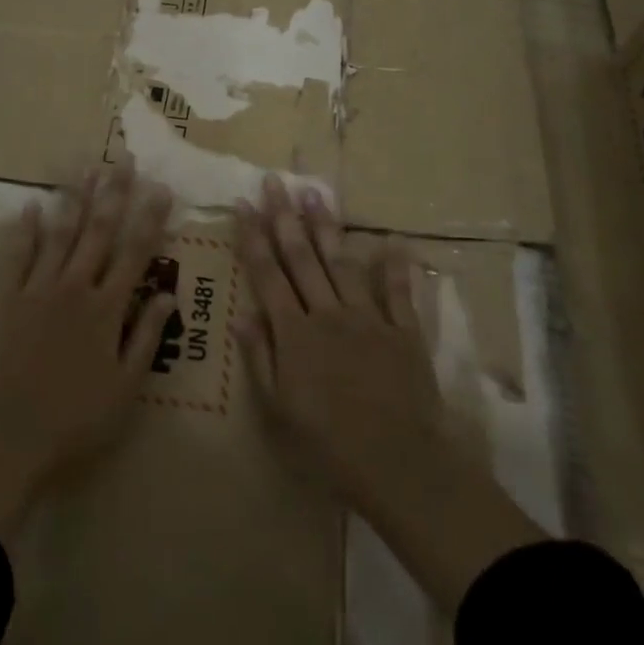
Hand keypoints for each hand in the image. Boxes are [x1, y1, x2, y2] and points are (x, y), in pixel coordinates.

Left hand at [0, 165, 176, 543]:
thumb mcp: (126, 387)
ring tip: (86, 168)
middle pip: (98, 232)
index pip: (135, 253)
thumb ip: (146, 336)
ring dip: (75, 199)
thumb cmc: (76, 419)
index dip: (150, 219)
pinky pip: (19, 256)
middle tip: (124, 161)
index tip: (161, 188)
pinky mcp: (10, 300)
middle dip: (114, 194)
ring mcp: (39, 289)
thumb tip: (168, 294)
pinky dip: (25, 229)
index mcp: (107, 308)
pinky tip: (30, 205)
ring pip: (61, 234)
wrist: (8, 437)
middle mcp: (75, 287)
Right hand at [234, 175, 543, 608]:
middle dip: (285, 217)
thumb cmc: (328, 444)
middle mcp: (327, 313)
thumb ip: (260, 357)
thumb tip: (240, 314)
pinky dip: (395, 265)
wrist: (398, 464)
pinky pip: (398, 291)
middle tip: (275, 181)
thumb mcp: (279, 409)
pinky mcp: (403, 330)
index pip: (267, 274)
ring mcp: (368, 317)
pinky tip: (393, 240)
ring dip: (327, 227)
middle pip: (301, 257)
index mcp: (294, 332)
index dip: (253, 237)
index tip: (243, 204)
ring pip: (342, 263)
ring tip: (315, 193)